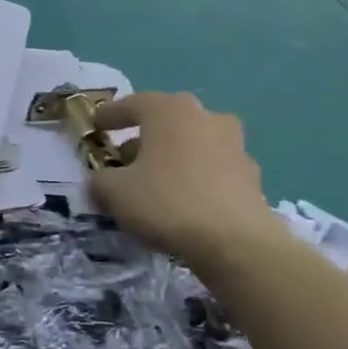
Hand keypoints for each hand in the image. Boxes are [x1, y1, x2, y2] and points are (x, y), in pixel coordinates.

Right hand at [87, 91, 279, 264]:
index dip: (110, 115)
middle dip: (145, 136)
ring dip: (173, 156)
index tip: (95, 126)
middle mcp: (205, 118)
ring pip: (193, 143)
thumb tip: (104, 180)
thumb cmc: (166, 202)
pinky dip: (195, 177)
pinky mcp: (251, 176)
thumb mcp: (114, 192)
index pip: (132, 104)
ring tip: (154, 182)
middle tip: (126, 157)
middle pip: (167, 121)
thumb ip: (101, 180)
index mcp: (169, 111)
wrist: (237, 244)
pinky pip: (213, 168)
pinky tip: (183, 201)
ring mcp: (234, 145)